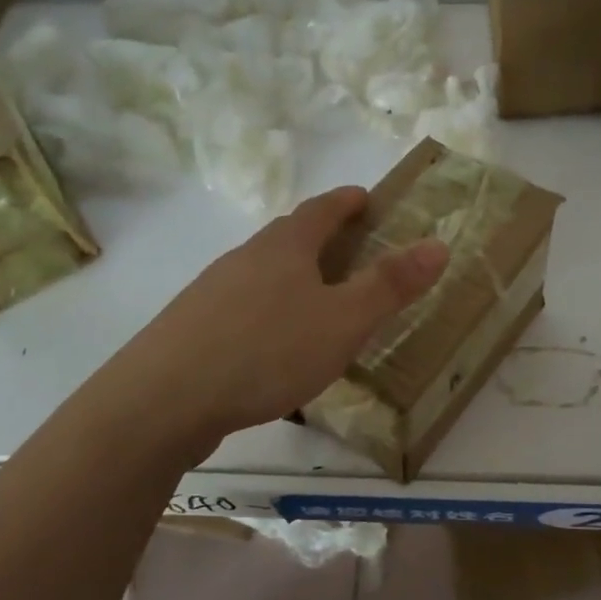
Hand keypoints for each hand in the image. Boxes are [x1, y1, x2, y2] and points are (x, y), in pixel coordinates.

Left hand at [105, 186, 446, 455]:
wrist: (162, 401)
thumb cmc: (266, 351)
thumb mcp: (343, 321)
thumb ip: (390, 286)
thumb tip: (438, 244)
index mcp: (284, 248)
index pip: (321, 209)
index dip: (346, 201)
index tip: (365, 198)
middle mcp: (245, 259)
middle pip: (288, 237)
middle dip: (320, 237)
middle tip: (350, 250)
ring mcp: (212, 292)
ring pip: (262, 273)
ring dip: (292, 276)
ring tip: (316, 300)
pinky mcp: (192, 329)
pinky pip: (242, 307)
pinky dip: (267, 311)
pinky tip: (272, 346)